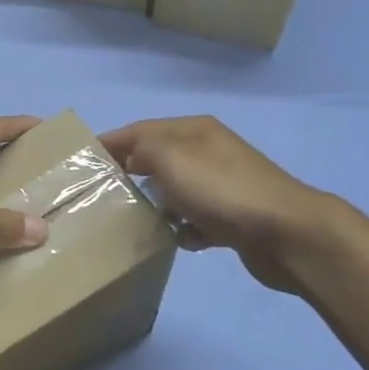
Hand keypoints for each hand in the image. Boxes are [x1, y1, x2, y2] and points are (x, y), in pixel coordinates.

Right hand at [101, 116, 335, 290]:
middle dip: (130, 174)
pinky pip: (195, 220)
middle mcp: (208, 152)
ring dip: (156, 204)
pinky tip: (173, 240)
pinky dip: (182, 228)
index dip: (110, 142)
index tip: (81, 162)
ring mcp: (223, 185)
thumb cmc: (222, 189)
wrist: (287, 234)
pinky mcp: (233, 218)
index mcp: (193, 130)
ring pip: (175, 191)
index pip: (140, 129)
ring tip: (131, 221)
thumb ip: (141, 149)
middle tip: (100, 195)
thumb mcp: (171, 157)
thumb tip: (130, 158)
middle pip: (157, 159)